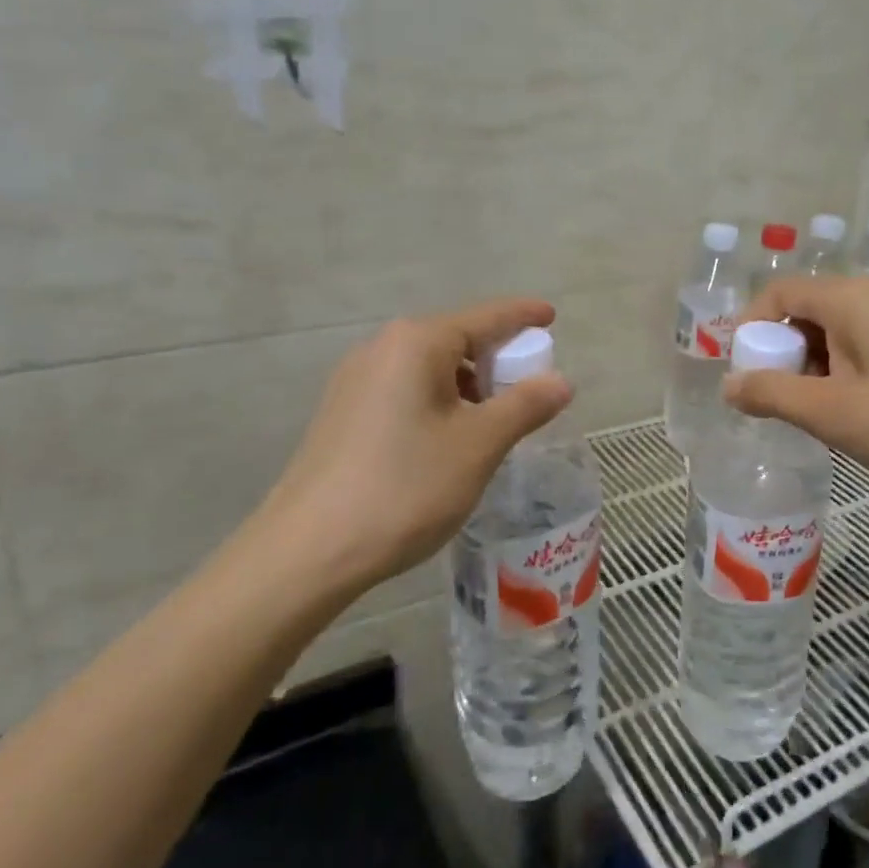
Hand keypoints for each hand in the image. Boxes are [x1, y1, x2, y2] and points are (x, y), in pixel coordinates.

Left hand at [242, 300, 573, 598]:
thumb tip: (561, 381)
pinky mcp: (343, 414)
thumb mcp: (479, 445)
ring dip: (469, 387)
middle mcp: (382, 349)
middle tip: (529, 391)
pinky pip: (406, 391)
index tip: (551, 315)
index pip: (485, 317)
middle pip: (456, 340)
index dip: (523, 316)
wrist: (308, 552)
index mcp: (417, 343)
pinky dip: (439, 403)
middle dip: (497, 360)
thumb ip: (525, 405)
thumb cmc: (405, 487)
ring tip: (492, 426)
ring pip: (430, 369)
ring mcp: (356, 381)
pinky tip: (448, 442)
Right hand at [724, 277, 868, 486]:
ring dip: (810, 369)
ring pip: (831, 333)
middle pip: (803, 312)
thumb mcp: (833, 412)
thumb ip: (773, 396)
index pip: (777, 294)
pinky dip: (839, 373)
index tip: (744, 376)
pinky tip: (850, 413)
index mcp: (847, 298)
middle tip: (776, 403)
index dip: (750, 330)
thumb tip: (729, 386)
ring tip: (813, 416)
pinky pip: (858, 346)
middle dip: (780, 355)